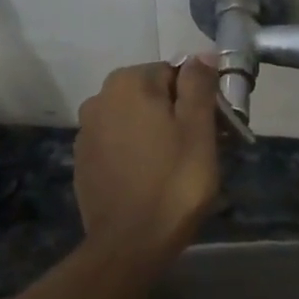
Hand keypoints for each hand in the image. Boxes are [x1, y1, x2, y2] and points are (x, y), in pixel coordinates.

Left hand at [74, 60, 219, 258]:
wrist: (130, 243)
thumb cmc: (174, 182)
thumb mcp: (198, 129)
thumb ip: (199, 85)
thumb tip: (201, 55)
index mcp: (129, 83)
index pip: (175, 72)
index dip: (200, 98)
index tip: (216, 128)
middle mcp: (100, 99)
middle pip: (152, 95)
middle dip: (178, 114)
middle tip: (201, 149)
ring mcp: (86, 132)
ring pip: (134, 120)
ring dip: (156, 133)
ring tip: (177, 167)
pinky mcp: (83, 161)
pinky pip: (119, 145)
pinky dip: (136, 153)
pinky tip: (151, 179)